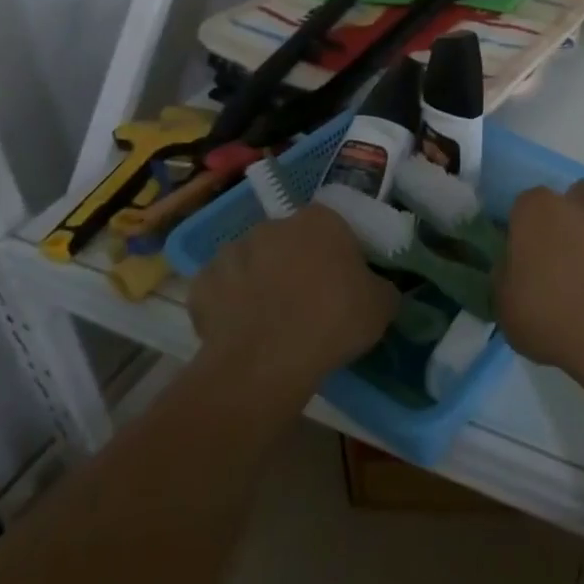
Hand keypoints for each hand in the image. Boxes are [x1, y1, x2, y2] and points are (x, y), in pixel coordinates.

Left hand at [189, 204, 398, 396]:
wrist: (265, 363)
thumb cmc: (332, 322)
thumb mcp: (381, 306)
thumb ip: (381, 287)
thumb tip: (377, 287)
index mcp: (320, 220)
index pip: (332, 227)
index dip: (337, 255)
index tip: (342, 283)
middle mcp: (274, 225)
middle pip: (290, 241)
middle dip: (296, 263)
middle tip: (308, 301)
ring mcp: (233, 252)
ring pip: (253, 262)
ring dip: (261, 281)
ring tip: (271, 319)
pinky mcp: (202, 284)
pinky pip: (222, 290)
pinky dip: (229, 305)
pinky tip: (242, 331)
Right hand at [495, 181, 583, 375]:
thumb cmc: (545, 312)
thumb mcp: (504, 300)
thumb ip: (507, 273)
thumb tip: (515, 267)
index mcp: (538, 209)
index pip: (525, 204)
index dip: (524, 227)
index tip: (523, 253)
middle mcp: (579, 207)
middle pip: (575, 196)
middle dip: (570, 215)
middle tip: (560, 252)